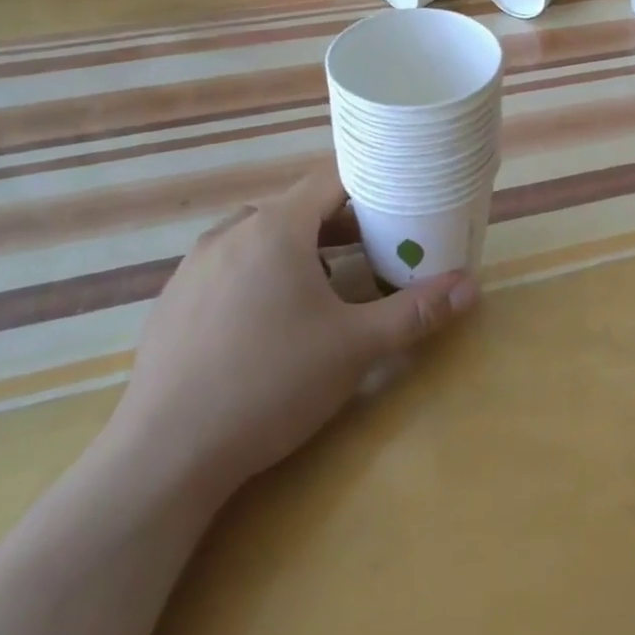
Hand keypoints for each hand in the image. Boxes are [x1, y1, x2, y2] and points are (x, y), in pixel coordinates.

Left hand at [108, 164, 478, 501]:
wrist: (163, 457)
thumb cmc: (270, 384)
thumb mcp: (355, 347)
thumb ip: (416, 311)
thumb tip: (472, 287)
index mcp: (275, 227)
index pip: (331, 177)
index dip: (369, 179)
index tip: (399, 192)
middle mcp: (231, 232)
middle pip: (296, 206)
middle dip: (340, 220)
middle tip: (376, 243)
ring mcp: (194, 266)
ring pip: (259, 235)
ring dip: (298, 246)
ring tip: (327, 282)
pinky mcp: (172, 301)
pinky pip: (228, 264)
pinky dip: (259, 271)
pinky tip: (269, 319)